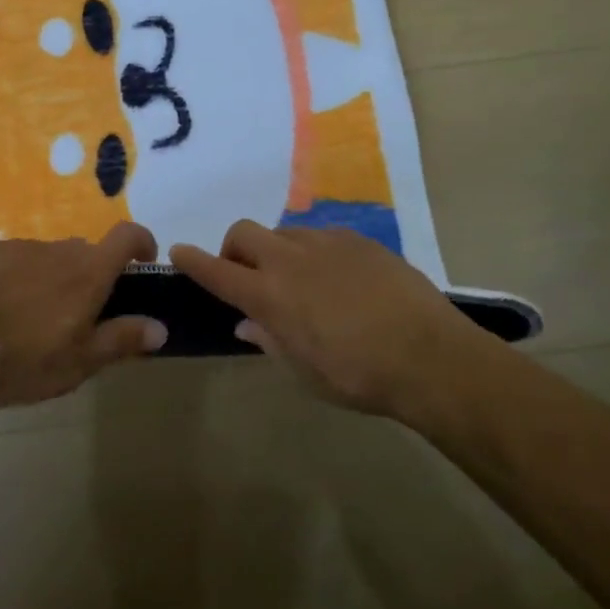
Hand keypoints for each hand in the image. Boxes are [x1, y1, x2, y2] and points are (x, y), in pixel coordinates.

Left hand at [0, 222, 167, 406]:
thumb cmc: (19, 357)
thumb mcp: (77, 363)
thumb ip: (121, 340)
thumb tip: (161, 327)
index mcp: (87, 273)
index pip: (128, 237)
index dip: (141, 243)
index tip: (140, 264)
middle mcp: (56, 249)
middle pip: (82, 253)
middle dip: (85, 277)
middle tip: (70, 317)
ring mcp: (14, 245)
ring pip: (42, 258)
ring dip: (43, 280)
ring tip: (20, 320)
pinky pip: (5, 259)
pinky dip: (6, 277)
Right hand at [171, 220, 503, 418]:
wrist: (431, 356)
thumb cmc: (359, 376)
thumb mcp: (304, 371)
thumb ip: (269, 340)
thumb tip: (246, 322)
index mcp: (270, 295)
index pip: (217, 271)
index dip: (192, 261)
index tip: (178, 252)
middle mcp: (291, 259)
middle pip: (243, 232)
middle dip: (233, 249)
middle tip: (247, 276)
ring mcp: (327, 243)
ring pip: (283, 232)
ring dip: (275, 251)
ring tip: (298, 280)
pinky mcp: (359, 239)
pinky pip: (321, 235)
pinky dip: (312, 251)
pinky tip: (336, 277)